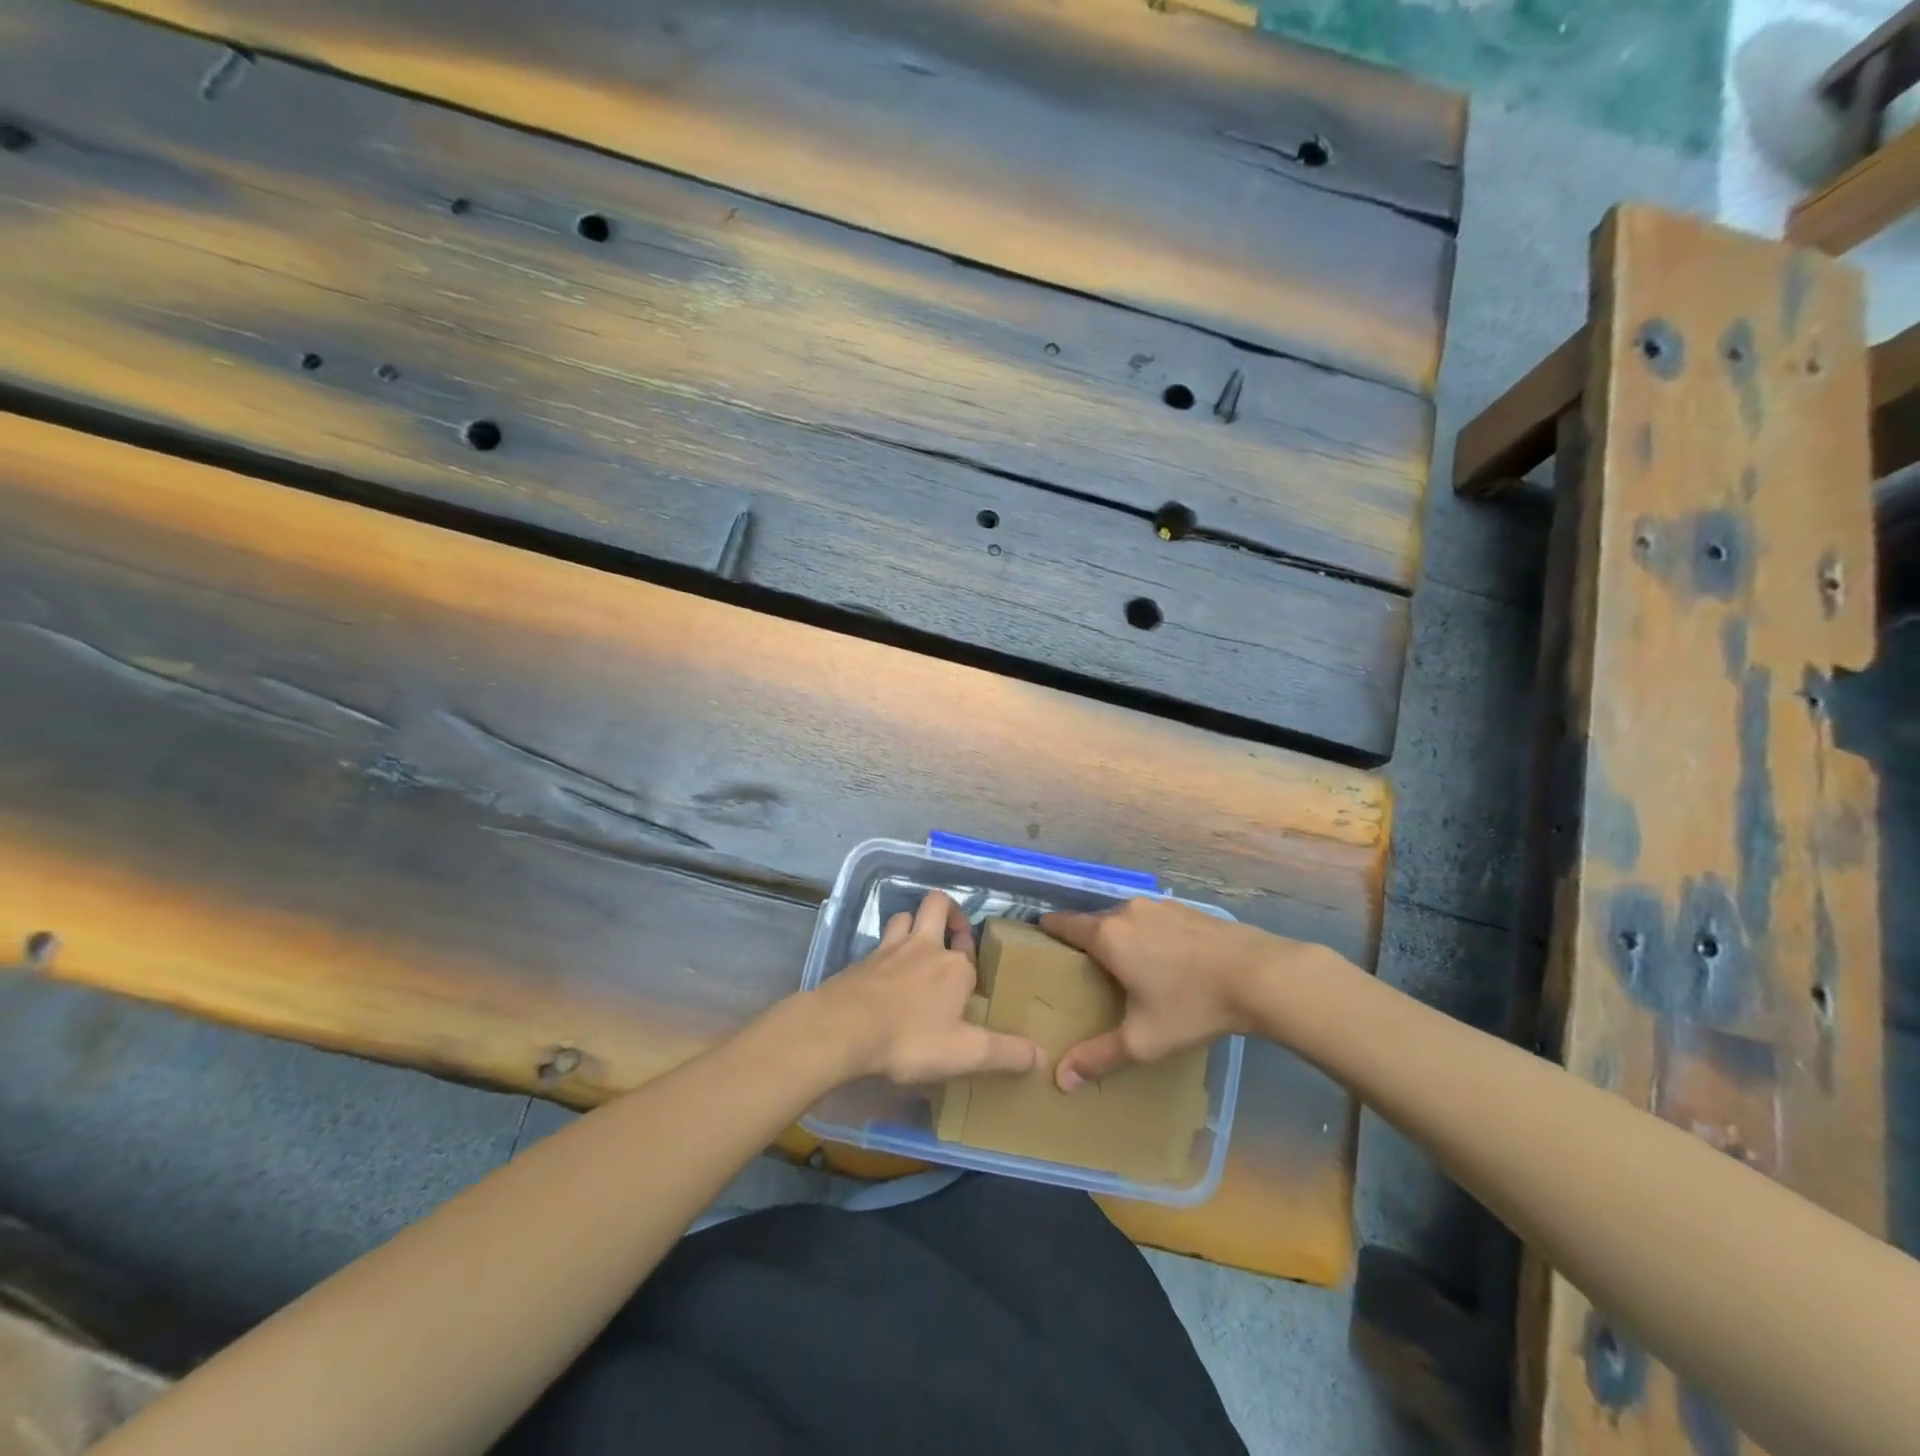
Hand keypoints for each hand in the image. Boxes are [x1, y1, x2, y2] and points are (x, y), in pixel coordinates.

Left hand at [815, 891, 1042, 1086]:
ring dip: (913, 925)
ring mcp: (889, 949)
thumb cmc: (908, 1039)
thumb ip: (1004, 1053)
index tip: (971, 994)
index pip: (971, 955)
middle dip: (948, 913)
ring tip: (917, 949)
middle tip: (951, 938)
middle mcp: (924, 947)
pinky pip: (879, 943)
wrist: (841, 1029)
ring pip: (904, 916)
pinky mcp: (861, 961)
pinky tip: (883, 976)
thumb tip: (1041, 1055)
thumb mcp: (964, 1054)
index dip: (973, 969)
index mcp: (954, 966)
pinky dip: (886, 951)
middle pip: (937, 905)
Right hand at [1041, 899, 1298, 1091]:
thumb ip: (1098, 1057)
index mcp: (1108, 936)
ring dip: (1118, 936)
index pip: (1064, 924)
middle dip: (1085, 940)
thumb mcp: (1142, 1040)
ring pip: (1125, 918)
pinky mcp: (1186, 909)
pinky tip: (1162, 957)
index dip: (1048, 929)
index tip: (1036, 936)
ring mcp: (1159, 906)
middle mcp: (1127, 912)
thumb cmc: (1191, 1005)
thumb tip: (1060, 1080)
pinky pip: (1152, 918)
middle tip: (1081, 967)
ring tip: (1121, 963)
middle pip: (1094, 922)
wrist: (1258, 976)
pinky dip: (1146, 933)